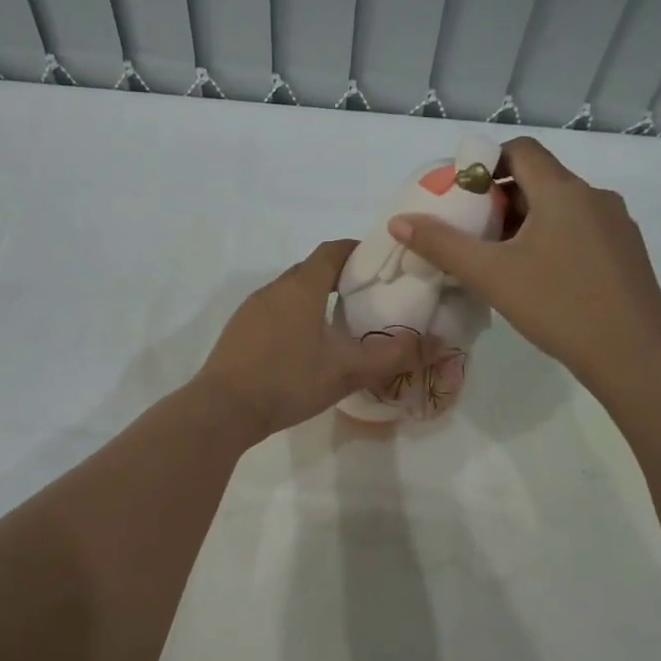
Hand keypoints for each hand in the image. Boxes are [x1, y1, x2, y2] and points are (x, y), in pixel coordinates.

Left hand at [196, 240, 421, 442]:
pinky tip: (302, 347)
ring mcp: (251, 309)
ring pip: (290, 292)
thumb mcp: (346, 371)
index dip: (356, 250)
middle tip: (365, 298)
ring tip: (337, 324)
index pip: (332, 251)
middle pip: (310, 270)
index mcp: (302, 287)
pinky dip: (292, 316)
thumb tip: (437, 342)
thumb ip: (392, 356)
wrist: (223, 409)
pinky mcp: (238, 330)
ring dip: (313, 298)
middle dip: (338, 277)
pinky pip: (272, 311)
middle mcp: (274, 289)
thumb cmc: (288, 381)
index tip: (377, 263)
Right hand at [387, 136, 660, 388]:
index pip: (520, 150)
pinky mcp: (626, 251)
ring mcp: (616, 224)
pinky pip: (580, 229)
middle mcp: (594, 196)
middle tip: (470, 232)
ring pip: (560, 207)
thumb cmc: (558, 306)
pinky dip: (552, 238)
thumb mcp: (491, 275)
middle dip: (499, 199)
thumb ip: (442, 245)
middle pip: (539, 179)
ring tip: (498, 258)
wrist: (633, 354)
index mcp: (563, 191)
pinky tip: (539, 277)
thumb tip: (399, 221)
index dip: (485, 161)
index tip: (460, 193)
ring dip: (525, 221)